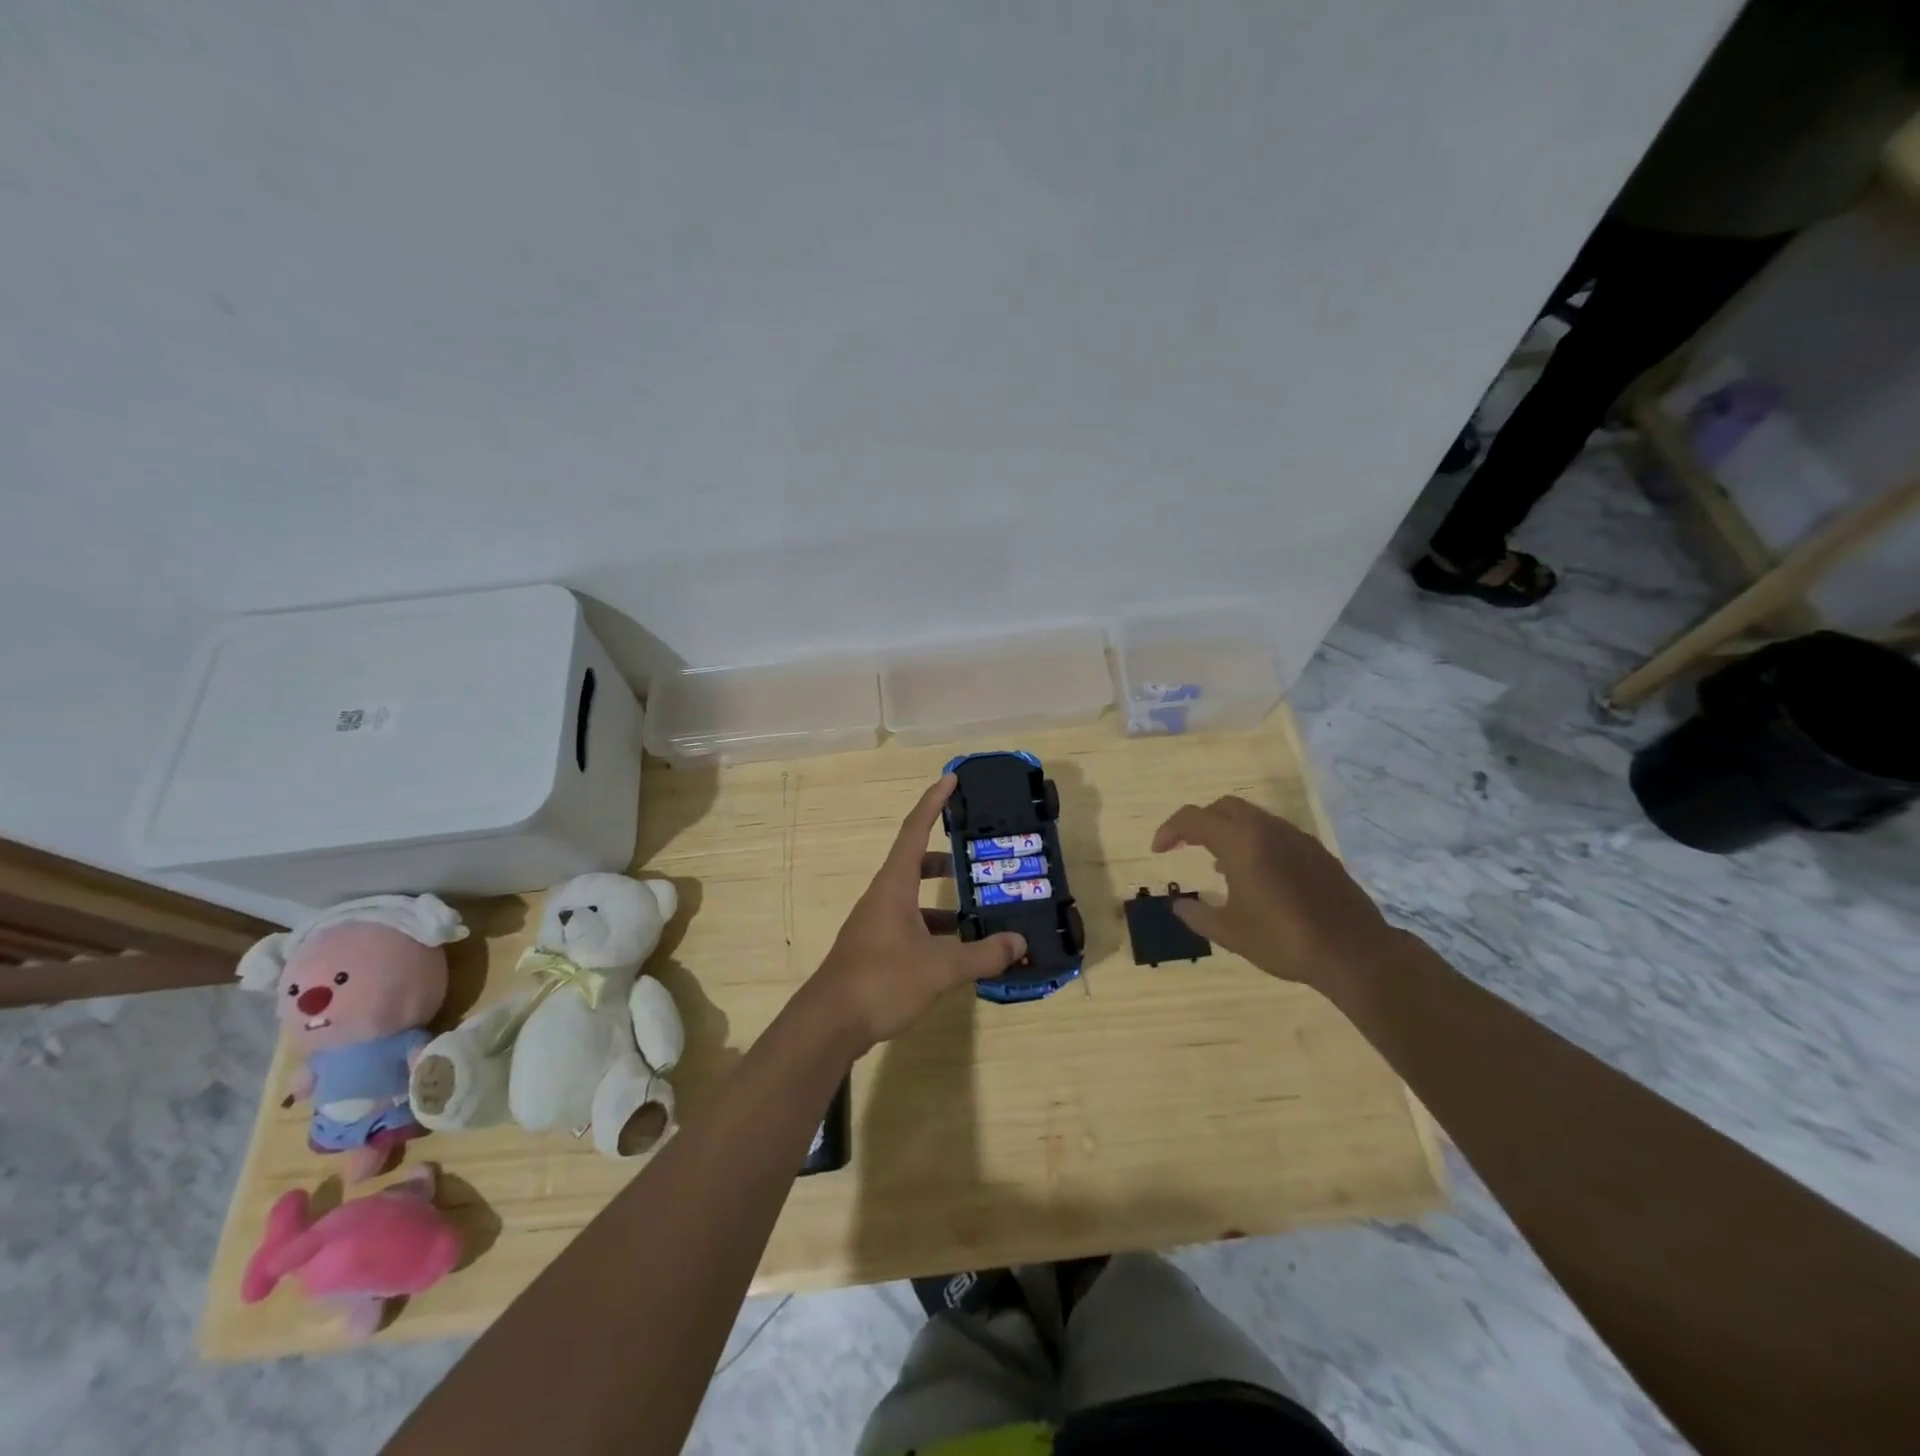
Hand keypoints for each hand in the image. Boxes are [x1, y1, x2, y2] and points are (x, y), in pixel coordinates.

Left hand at [805, 775, 1026, 1052]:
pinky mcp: (876, 951)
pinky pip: (912, 927)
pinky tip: (959, 953)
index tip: (951, 779)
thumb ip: (982, 954)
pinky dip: (936, 931)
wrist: (829, 1024)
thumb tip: (1020, 942)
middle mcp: (883, 898)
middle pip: (915, 864)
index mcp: (894, 886)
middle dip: (946, 859)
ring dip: (944, 903)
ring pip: (915, 900)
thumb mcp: (941, 967)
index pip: (915, 830)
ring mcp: (877, 925)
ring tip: (980, 914)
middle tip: (978, 860)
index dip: (933, 802)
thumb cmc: (882, 980)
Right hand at [1152, 796, 1398, 992]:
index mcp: (1240, 843)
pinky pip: (1275, 833)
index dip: (1169, 830)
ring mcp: (1296, 837)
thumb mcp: (1230, 932)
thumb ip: (1197, 915)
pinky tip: (1257, 875)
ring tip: (1219, 864)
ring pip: (1252, 818)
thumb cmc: (1283, 940)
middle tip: (1186, 846)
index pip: (1193, 819)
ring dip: (1228, 831)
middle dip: (1200, 822)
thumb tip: (1178, 905)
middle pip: (1223, 807)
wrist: (1353, 952)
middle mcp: (1267, 830)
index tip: (1159, 850)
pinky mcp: (1316, 851)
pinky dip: (1255, 841)